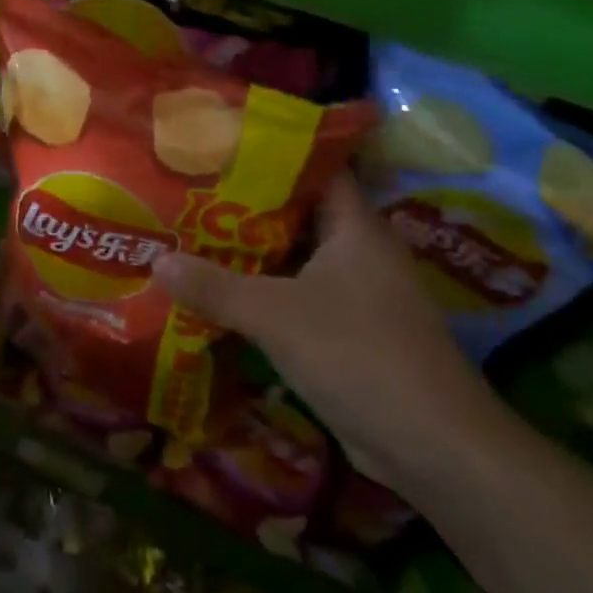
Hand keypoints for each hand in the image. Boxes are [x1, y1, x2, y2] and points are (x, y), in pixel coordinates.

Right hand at [154, 175, 503, 488]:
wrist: (437, 451)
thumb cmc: (360, 357)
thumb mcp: (276, 316)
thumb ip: (214, 287)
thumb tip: (155, 261)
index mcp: (356, 228)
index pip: (315, 167)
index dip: (271, 150)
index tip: (221, 141)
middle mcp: (359, 252)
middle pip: (296, 212)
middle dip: (245, 202)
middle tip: (189, 187)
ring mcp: (358, 294)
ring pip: (294, 257)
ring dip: (250, 251)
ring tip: (191, 232)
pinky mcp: (351, 332)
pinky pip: (297, 295)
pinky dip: (263, 291)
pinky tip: (220, 290)